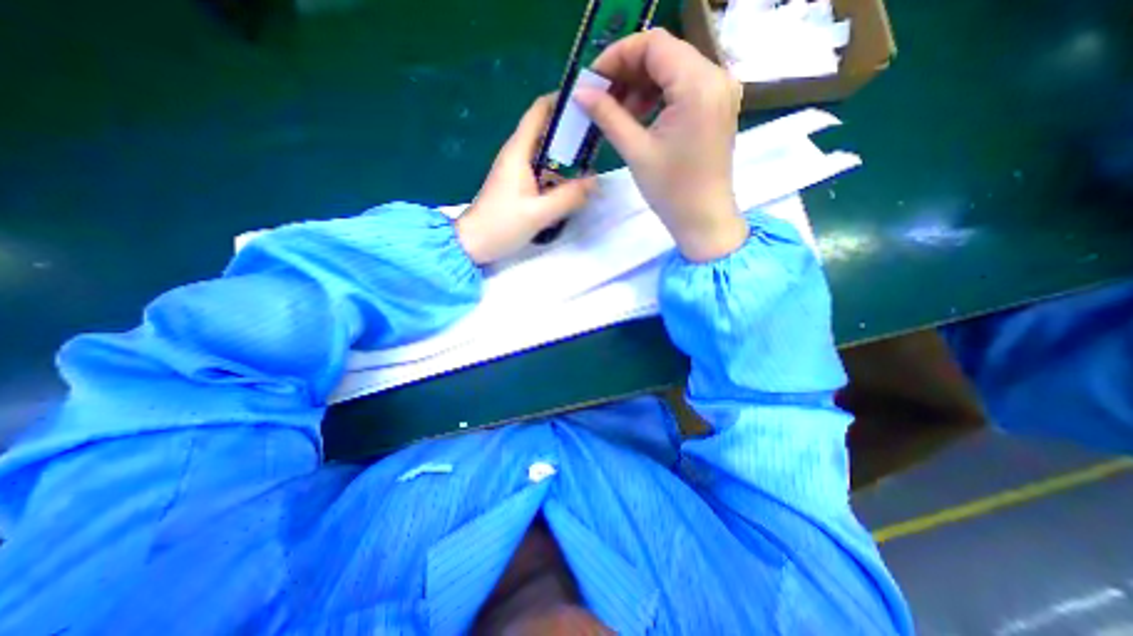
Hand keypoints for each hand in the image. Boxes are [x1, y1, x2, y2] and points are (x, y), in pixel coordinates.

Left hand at [455, 95, 596, 264]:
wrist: (474, 244)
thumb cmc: (502, 225)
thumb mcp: (539, 213)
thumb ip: (568, 197)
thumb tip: (594, 181)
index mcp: (518, 152)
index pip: (539, 111)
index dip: (561, 101)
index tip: (587, 104)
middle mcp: (517, 155)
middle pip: (545, 130)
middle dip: (570, 131)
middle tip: (597, 139)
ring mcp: (516, 171)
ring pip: (545, 153)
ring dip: (566, 156)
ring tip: (590, 163)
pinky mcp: (518, 185)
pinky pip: (542, 171)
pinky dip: (557, 174)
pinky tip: (572, 187)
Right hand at [577, 28, 749, 260]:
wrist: (703, 219)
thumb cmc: (671, 190)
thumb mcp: (636, 151)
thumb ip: (607, 115)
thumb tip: (580, 92)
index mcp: (697, 84)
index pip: (653, 44)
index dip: (617, 56)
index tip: (593, 80)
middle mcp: (716, 76)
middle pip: (664, 53)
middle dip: (627, 71)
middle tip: (601, 97)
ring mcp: (720, 91)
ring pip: (673, 68)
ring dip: (641, 84)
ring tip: (619, 112)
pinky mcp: (717, 106)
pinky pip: (683, 86)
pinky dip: (658, 95)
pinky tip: (640, 116)